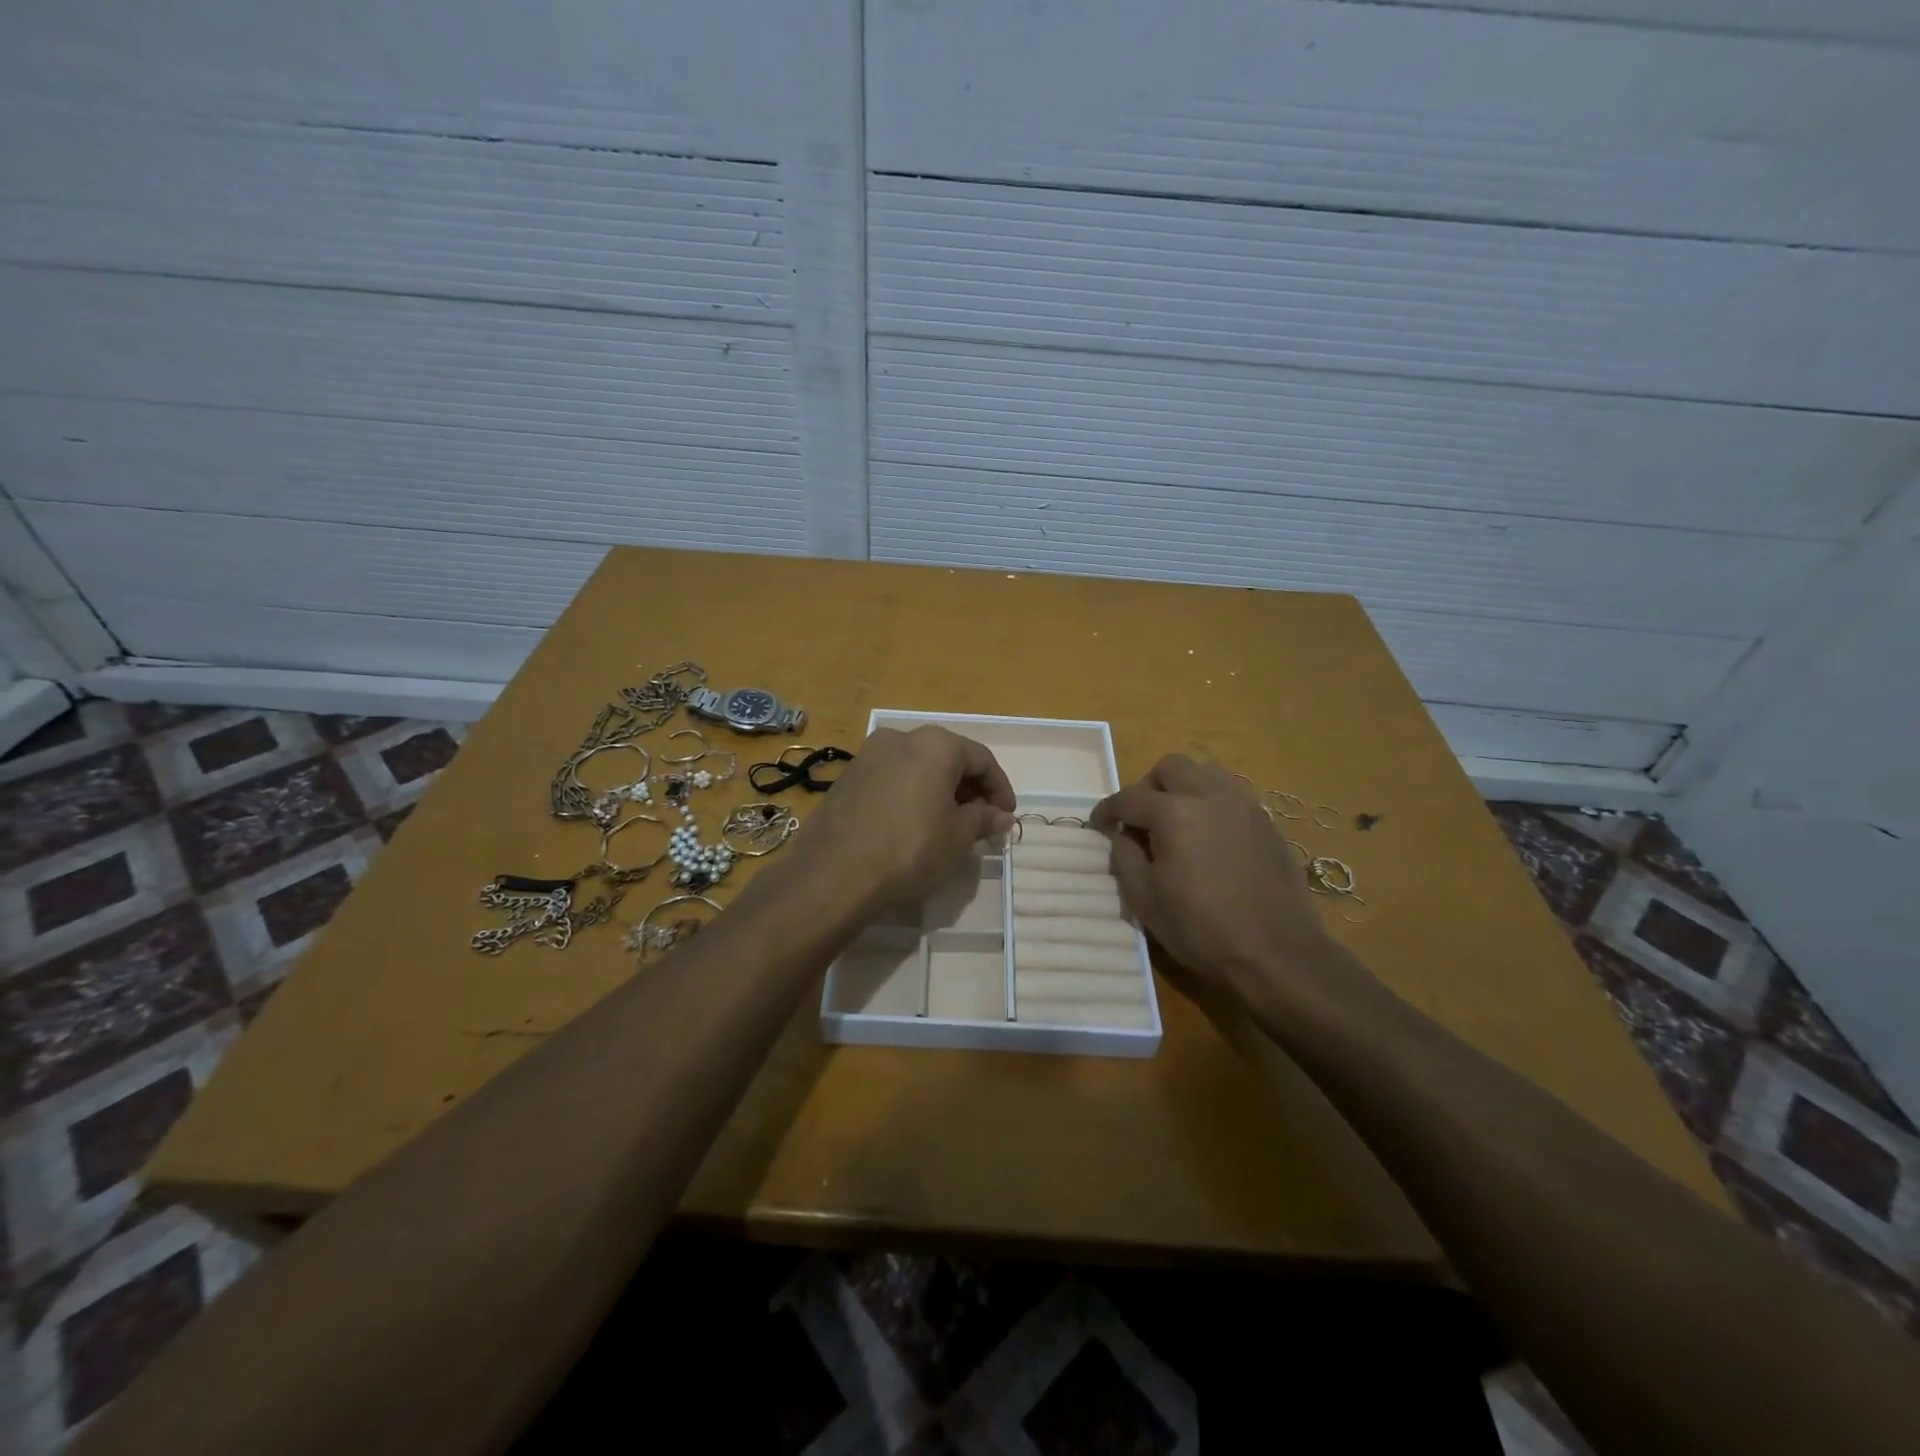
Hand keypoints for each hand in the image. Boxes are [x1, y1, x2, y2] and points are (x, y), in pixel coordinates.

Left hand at [788, 726, 1015, 911]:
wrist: (832, 874)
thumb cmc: (908, 850)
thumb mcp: (957, 838)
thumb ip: (983, 820)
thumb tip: (1002, 816)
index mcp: (935, 744)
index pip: (981, 759)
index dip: (1000, 788)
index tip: (1006, 816)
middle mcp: (901, 738)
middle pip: (948, 758)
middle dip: (969, 788)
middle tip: (981, 821)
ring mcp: (869, 755)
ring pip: (918, 767)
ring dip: (939, 791)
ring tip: (949, 825)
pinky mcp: (847, 777)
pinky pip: (892, 778)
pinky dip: (911, 794)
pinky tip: (913, 825)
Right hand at [1092, 754, 1350, 1017]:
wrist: (1277, 954)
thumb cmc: (1201, 930)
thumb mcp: (1145, 900)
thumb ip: (1124, 858)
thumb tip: (1120, 836)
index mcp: (1174, 813)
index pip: (1129, 798)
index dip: (1107, 810)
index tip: (1098, 825)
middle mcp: (1210, 796)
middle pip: (1171, 767)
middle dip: (1148, 787)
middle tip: (1140, 819)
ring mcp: (1244, 806)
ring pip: (1206, 772)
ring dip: (1184, 787)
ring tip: (1177, 820)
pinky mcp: (1267, 823)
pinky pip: (1232, 795)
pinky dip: (1212, 803)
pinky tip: (1209, 836)